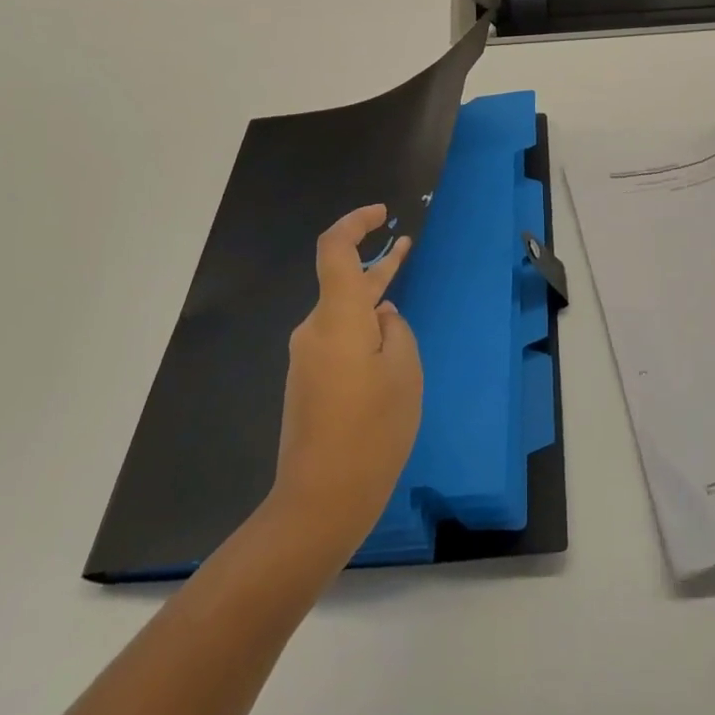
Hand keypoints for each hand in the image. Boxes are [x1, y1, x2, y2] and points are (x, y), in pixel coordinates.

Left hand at [270, 206, 423, 558]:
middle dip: (377, 265)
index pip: (335, 250)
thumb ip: (396, 331)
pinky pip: (338, 340)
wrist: (319, 500)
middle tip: (407, 246)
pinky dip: (363, 331)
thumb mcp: (404, 373)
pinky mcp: (308, 382)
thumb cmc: (372, 431)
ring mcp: (307, 358)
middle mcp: (314, 330)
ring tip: (402, 301)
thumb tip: (382, 317)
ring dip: (372, 302)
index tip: (381, 214)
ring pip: (343, 314)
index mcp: (337, 318)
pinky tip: (386, 349)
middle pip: (342, 282)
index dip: (355, 223)